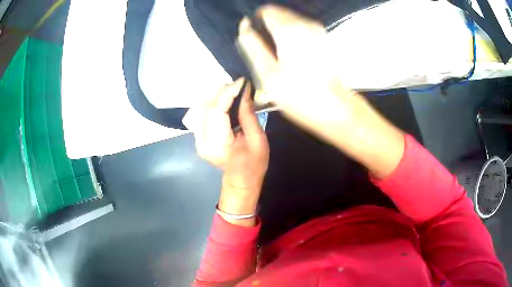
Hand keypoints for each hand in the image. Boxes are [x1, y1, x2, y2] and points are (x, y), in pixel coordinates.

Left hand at [183, 78, 268, 222]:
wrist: (241, 180)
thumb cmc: (254, 163)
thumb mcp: (258, 139)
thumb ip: (248, 115)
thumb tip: (245, 91)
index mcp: (219, 145)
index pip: (218, 111)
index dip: (228, 93)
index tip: (242, 81)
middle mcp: (203, 141)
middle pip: (206, 107)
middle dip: (222, 92)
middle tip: (238, 85)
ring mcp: (197, 140)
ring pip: (201, 108)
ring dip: (216, 95)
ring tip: (232, 90)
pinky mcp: (198, 137)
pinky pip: (201, 114)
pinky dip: (212, 103)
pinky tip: (223, 99)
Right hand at [237, 6, 404, 177]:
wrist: (336, 109)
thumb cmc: (300, 95)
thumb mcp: (267, 73)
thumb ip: (252, 46)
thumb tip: (244, 26)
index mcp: (288, 30)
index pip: (265, 11)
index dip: (256, 22)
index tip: (254, 39)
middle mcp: (305, 24)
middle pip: (278, 15)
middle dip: (268, 29)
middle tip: (267, 53)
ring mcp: (317, 31)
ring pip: (290, 22)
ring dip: (280, 35)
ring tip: (279, 58)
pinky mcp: (324, 40)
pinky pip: (301, 31)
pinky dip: (292, 39)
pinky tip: (293, 59)